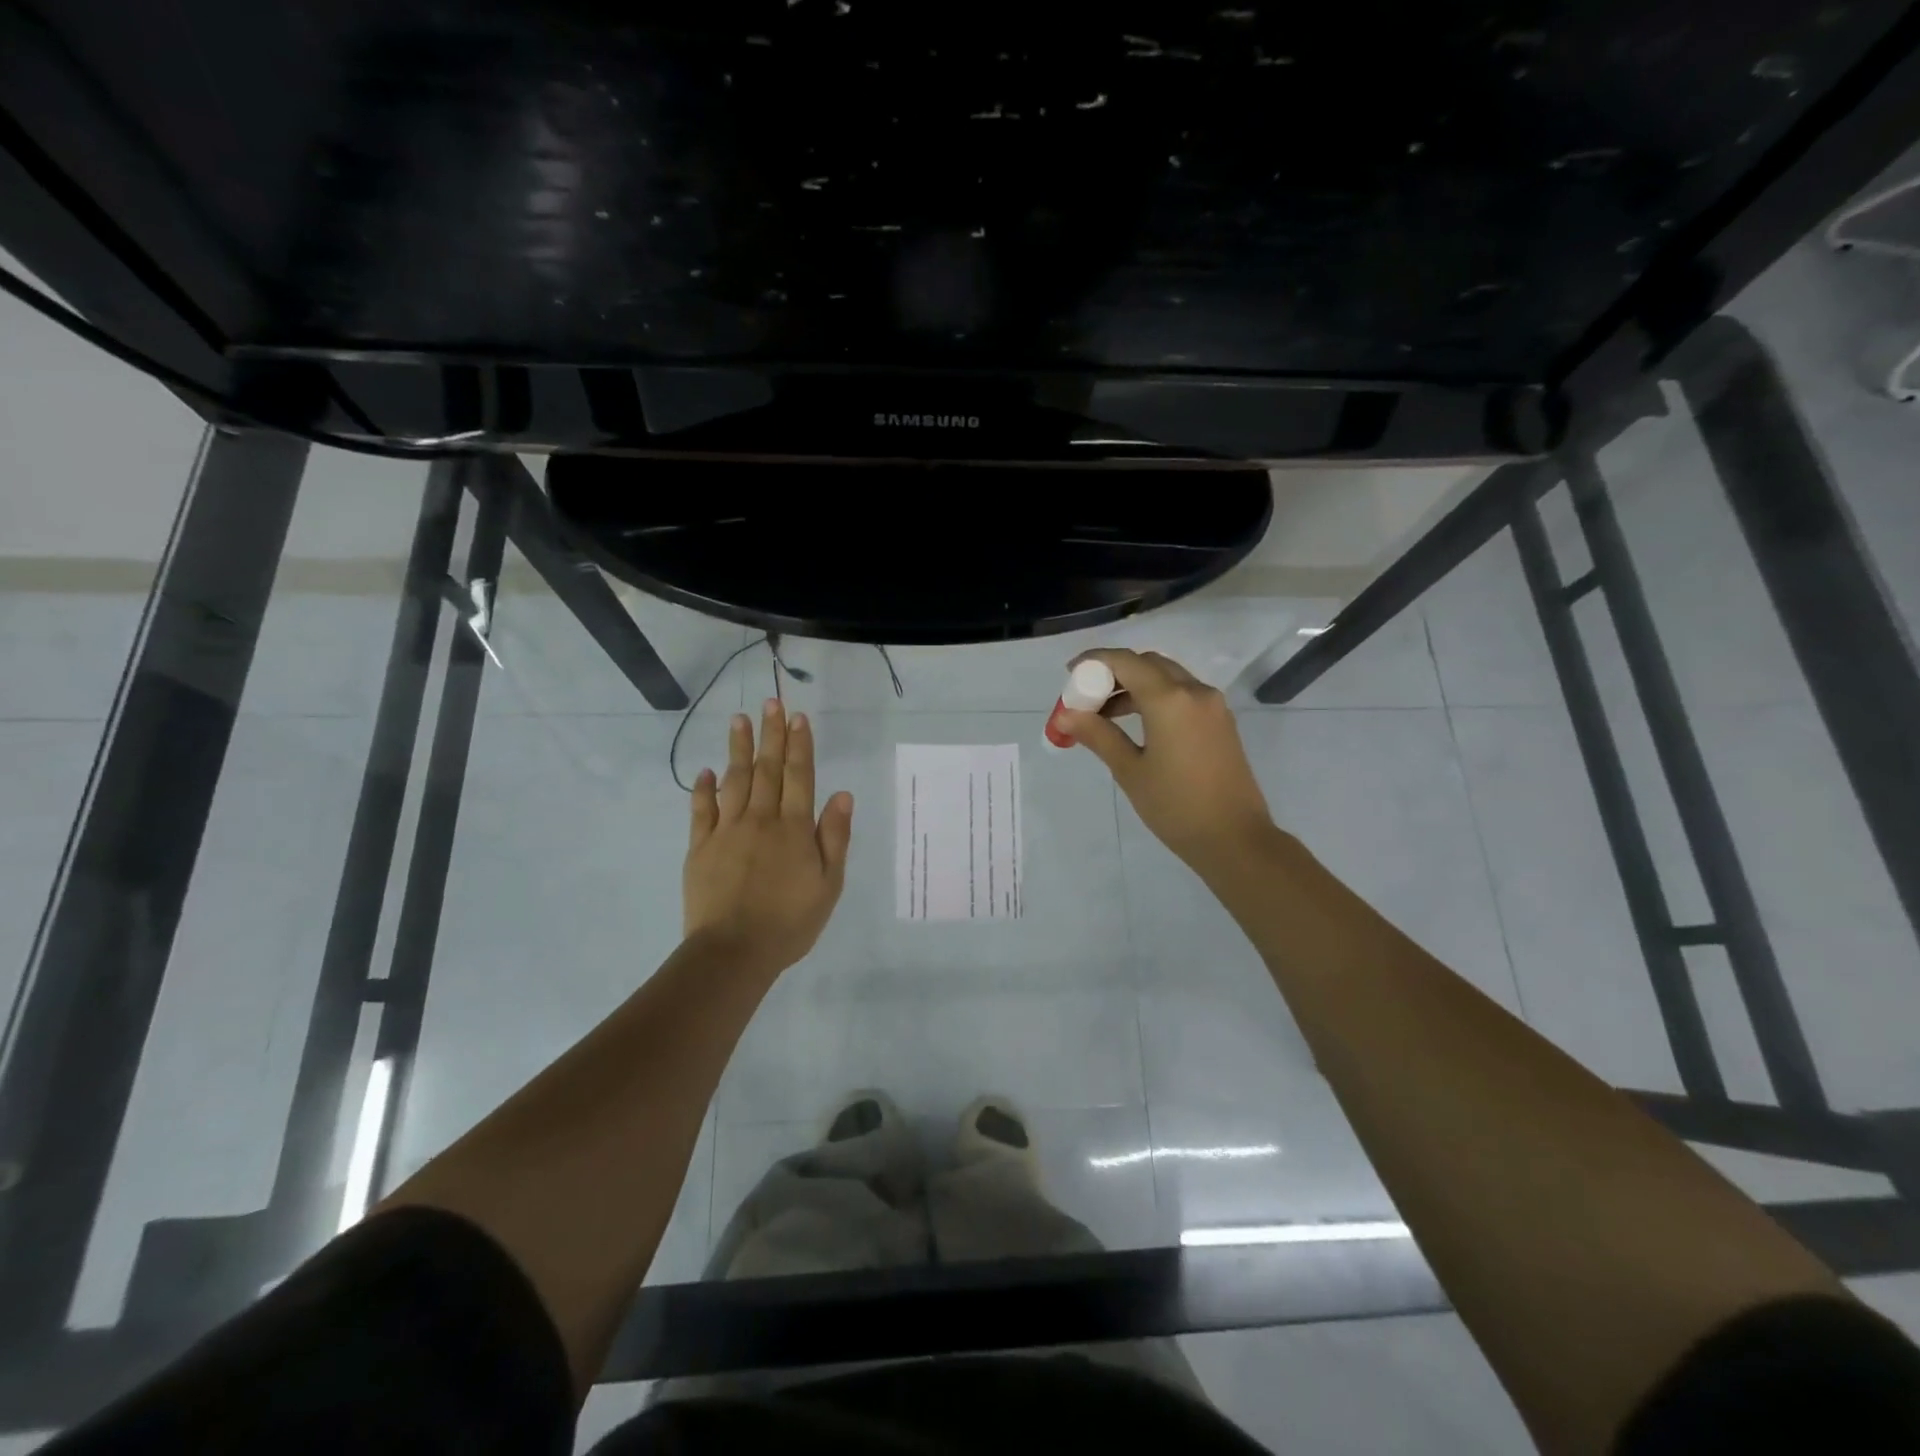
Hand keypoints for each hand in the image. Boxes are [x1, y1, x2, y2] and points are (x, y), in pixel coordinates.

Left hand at [684, 699, 853, 978]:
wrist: (733, 952)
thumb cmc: (790, 922)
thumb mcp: (829, 885)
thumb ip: (834, 837)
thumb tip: (842, 795)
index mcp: (794, 829)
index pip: (798, 776)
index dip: (800, 745)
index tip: (798, 717)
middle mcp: (761, 820)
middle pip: (767, 769)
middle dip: (771, 734)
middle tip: (771, 702)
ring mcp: (727, 831)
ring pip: (734, 780)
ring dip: (738, 748)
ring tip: (739, 719)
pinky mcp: (700, 848)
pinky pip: (701, 811)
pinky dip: (703, 789)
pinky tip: (706, 771)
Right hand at [1057, 649, 1278, 878]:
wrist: (1235, 839)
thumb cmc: (1176, 806)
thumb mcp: (1130, 770)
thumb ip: (1097, 735)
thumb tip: (1065, 716)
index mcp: (1170, 699)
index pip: (1125, 661)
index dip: (1094, 661)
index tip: (1070, 674)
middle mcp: (1195, 691)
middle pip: (1148, 664)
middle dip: (1115, 673)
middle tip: (1088, 697)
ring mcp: (1213, 706)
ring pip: (1167, 678)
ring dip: (1135, 686)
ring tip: (1106, 716)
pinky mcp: (1221, 722)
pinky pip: (1183, 695)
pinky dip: (1156, 698)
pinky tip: (1138, 726)